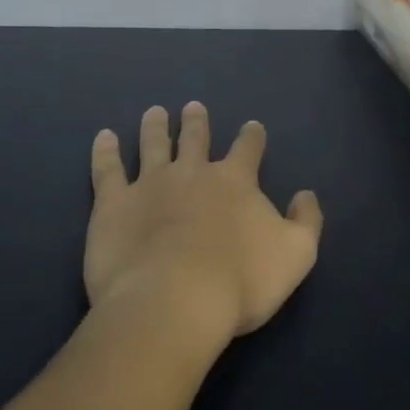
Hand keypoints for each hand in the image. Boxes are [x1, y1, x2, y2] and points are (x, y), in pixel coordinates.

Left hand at [85, 103, 321, 346]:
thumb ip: (306, 221)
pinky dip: (105, 151)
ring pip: (154, 144)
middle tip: (193, 107)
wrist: (174, 302)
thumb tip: (305, 195)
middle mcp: (193, 172)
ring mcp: (150, 184)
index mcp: (236, 181)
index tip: (252, 126)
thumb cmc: (240, 281)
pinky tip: (104, 137)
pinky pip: (107, 170)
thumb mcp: (297, 254)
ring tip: (154, 112)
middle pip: (196, 138)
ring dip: (155, 127)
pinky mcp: (113, 205)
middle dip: (197, 121)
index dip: (251, 136)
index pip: (248, 148)